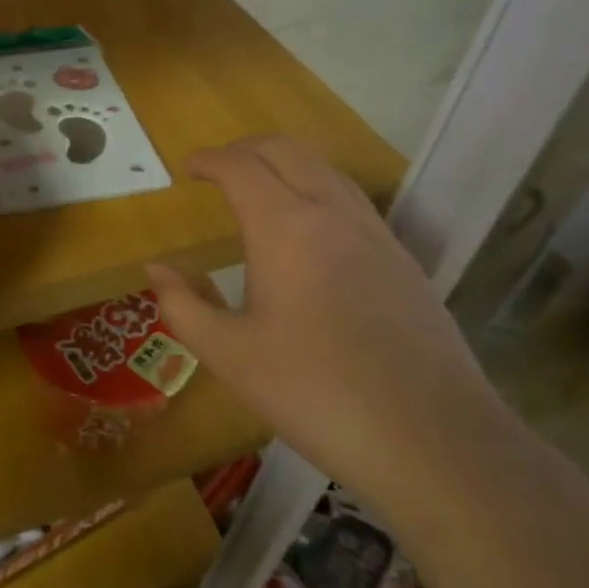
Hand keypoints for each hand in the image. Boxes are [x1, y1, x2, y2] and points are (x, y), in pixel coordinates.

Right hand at [146, 136, 506, 511]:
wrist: (432, 439)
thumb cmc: (315, 393)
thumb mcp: (230, 356)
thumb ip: (183, 306)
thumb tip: (155, 270)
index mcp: (285, 228)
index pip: (241, 168)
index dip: (210, 160)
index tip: (188, 168)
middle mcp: (332, 214)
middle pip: (287, 151)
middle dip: (247, 148)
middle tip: (219, 167)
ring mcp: (376, 234)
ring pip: (327, 170)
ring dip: (286, 163)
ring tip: (261, 187)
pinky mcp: (403, 260)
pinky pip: (353, 200)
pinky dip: (319, 189)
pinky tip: (311, 229)